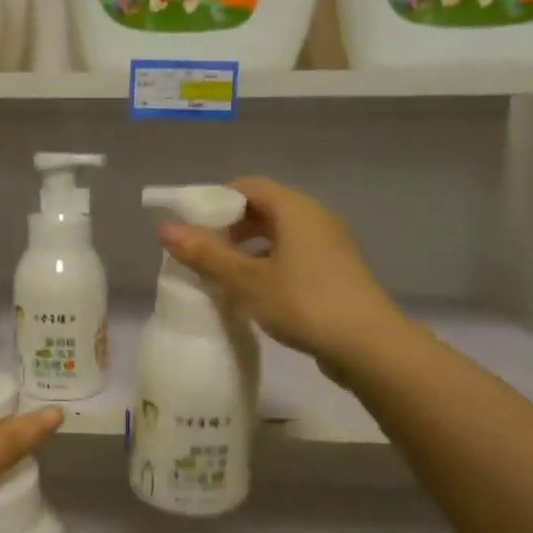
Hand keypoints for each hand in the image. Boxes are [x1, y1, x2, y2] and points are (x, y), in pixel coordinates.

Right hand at [157, 177, 399, 375]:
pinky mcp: (334, 274)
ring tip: (220, 276)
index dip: (214, 201)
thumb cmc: (304, 303)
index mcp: (296, 209)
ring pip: (278, 236)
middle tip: (200, 253)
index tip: (190, 227)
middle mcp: (315, 219)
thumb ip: (206, 254)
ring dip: (247, 250)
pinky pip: (292, 257)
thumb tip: (164, 228)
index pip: (247, 186)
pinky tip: (252, 294)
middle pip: (263, 209)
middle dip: (228, 228)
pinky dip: (267, 266)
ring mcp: (329, 247)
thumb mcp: (247, 280)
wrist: (368, 346)